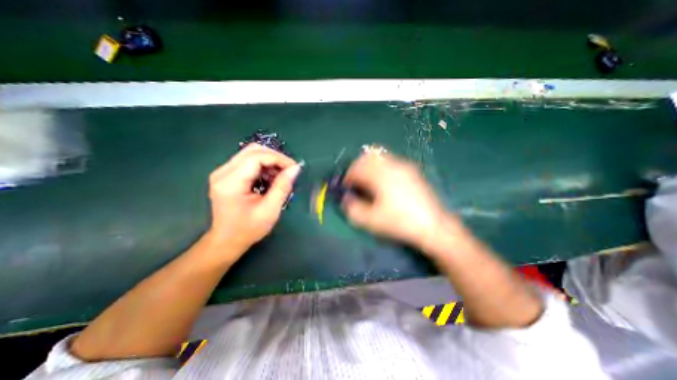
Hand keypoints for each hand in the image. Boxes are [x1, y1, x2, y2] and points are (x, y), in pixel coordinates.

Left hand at [207, 145, 299, 254]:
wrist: (227, 240)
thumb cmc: (248, 229)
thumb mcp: (270, 209)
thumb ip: (283, 186)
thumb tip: (295, 168)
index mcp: (231, 182)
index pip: (257, 157)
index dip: (279, 159)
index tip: (294, 168)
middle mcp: (223, 172)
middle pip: (253, 150)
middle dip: (275, 157)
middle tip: (289, 170)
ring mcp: (223, 172)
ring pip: (251, 153)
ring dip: (270, 161)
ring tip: (281, 176)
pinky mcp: (227, 174)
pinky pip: (248, 161)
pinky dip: (263, 166)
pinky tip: (270, 178)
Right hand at [342, 151, 456, 248]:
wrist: (433, 225)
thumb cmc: (400, 222)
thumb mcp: (372, 220)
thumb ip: (353, 209)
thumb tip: (346, 199)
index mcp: (381, 176)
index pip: (358, 168)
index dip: (348, 176)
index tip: (346, 186)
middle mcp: (392, 165)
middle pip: (368, 156)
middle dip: (358, 166)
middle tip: (355, 180)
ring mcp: (404, 166)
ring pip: (380, 157)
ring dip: (369, 165)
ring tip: (368, 180)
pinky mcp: (411, 171)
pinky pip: (391, 161)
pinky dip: (381, 167)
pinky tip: (384, 181)